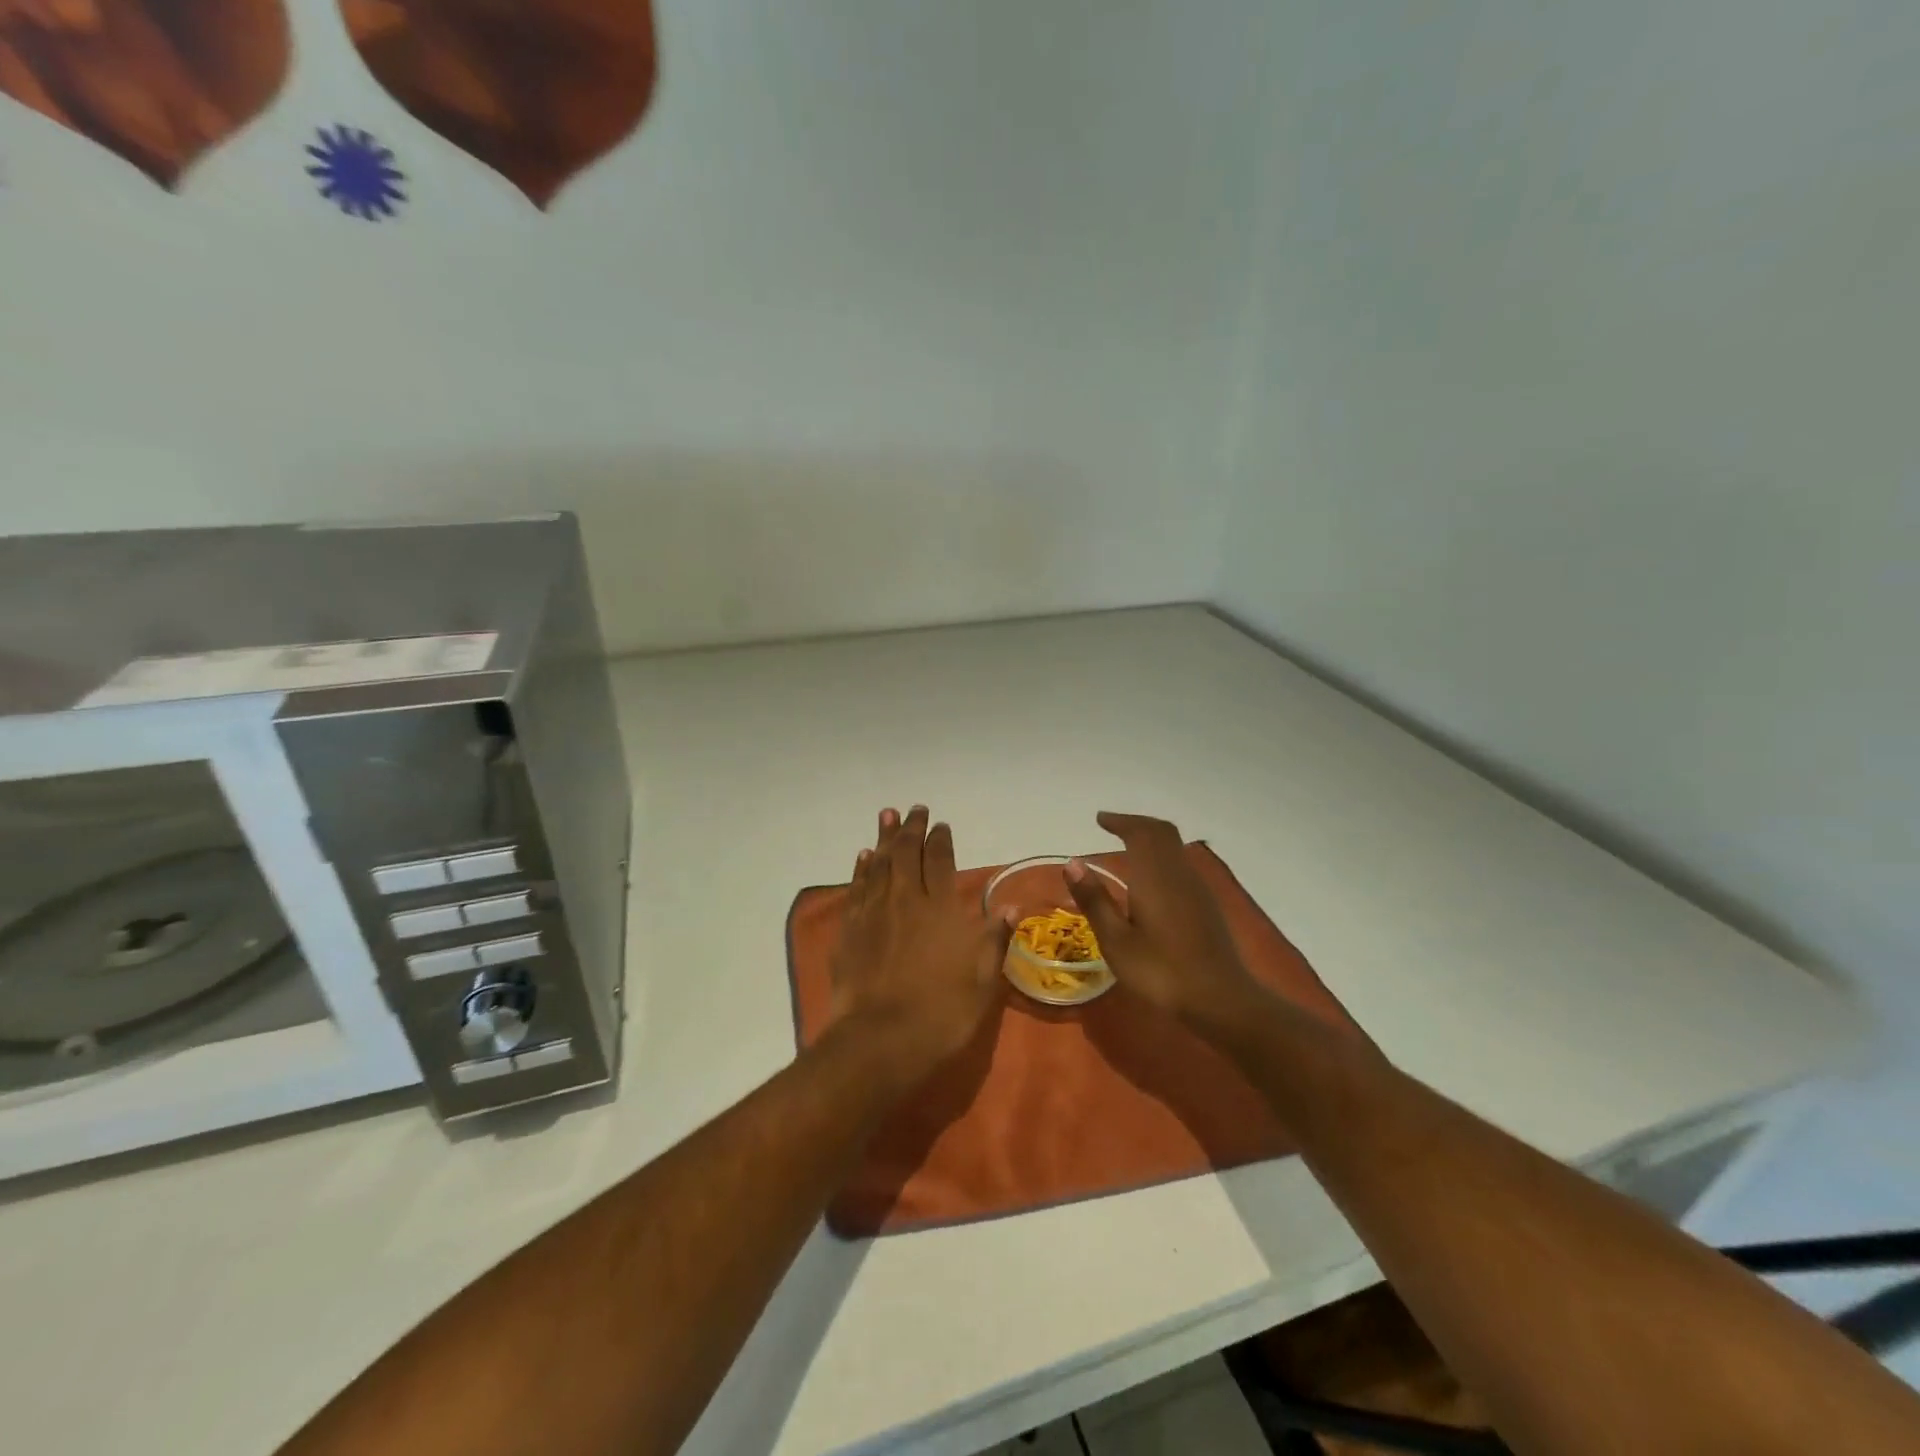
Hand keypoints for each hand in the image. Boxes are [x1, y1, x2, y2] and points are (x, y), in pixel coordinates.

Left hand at [829, 806, 1016, 1084]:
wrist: (880, 1039)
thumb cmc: (942, 1011)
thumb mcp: (983, 979)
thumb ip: (994, 938)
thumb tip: (1011, 907)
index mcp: (940, 907)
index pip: (940, 861)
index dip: (941, 840)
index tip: (942, 825)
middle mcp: (905, 899)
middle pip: (906, 853)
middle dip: (911, 828)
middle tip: (915, 809)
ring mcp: (873, 912)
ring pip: (878, 863)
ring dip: (883, 838)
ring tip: (887, 815)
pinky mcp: (850, 929)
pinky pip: (856, 887)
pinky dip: (860, 868)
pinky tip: (863, 857)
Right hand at [1065, 812, 1265, 1028]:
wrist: (1221, 1001)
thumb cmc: (1161, 971)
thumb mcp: (1116, 941)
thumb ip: (1095, 900)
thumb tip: (1073, 863)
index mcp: (1155, 876)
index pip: (1140, 832)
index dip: (1120, 821)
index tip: (1100, 819)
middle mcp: (1178, 873)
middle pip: (1162, 833)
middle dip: (1137, 824)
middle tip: (1113, 826)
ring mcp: (1197, 889)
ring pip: (1174, 848)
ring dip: (1151, 839)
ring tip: (1127, 847)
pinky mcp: (1206, 905)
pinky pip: (1180, 865)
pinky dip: (1161, 857)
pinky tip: (1150, 880)